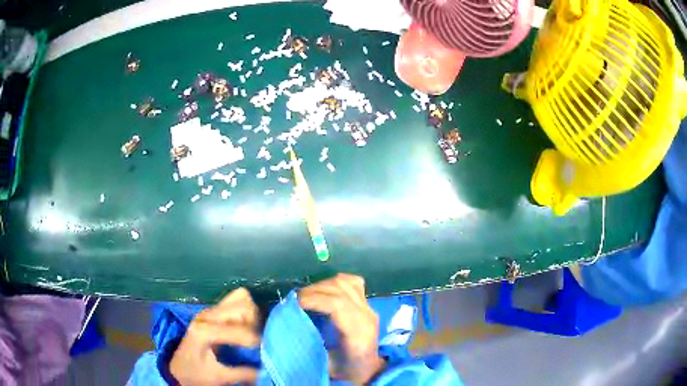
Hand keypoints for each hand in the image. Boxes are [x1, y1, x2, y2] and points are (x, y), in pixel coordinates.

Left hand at [170, 288, 259, 384]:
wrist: (178, 368)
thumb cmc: (195, 373)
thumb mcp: (217, 377)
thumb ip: (242, 374)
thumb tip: (267, 370)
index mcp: (204, 331)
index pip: (238, 329)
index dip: (256, 340)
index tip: (267, 351)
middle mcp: (206, 315)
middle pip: (242, 305)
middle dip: (256, 322)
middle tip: (260, 340)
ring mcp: (209, 311)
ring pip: (241, 298)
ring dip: (252, 315)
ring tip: (254, 333)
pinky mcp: (213, 312)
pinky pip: (236, 301)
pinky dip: (247, 311)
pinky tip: (248, 327)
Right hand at [299, 274, 384, 383]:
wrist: (368, 370)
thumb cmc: (346, 370)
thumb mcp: (326, 363)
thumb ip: (311, 343)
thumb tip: (289, 325)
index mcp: (358, 332)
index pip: (337, 305)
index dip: (313, 299)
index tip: (295, 303)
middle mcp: (366, 316)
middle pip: (339, 290)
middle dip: (313, 290)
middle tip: (296, 300)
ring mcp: (369, 308)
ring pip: (345, 283)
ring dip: (323, 285)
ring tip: (308, 295)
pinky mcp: (368, 305)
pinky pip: (354, 283)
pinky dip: (337, 282)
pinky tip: (326, 290)